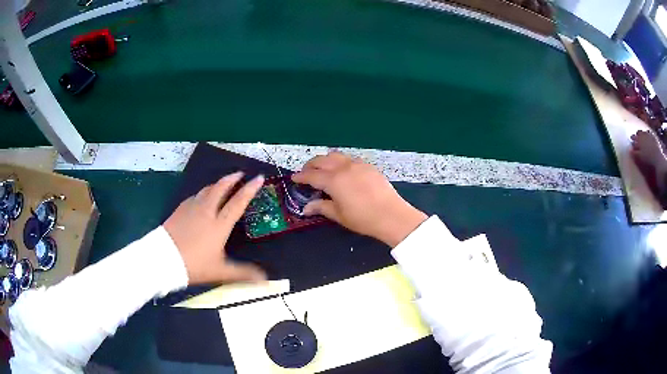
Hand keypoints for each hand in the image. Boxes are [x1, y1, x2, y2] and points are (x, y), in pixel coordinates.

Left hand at [164, 172, 266, 284]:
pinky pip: (195, 196)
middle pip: (220, 188)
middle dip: (232, 178)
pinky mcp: (180, 210)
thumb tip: (264, 279)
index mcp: (219, 225)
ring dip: (217, 184)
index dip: (249, 189)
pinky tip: (202, 197)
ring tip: (223, 183)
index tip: (258, 177)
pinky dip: (203, 192)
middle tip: (240, 173)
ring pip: (207, 189)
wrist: (164, 259)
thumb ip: (243, 273)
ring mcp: (191, 208)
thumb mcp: (220, 271)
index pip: (237, 202)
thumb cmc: (194, 264)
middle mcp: (206, 211)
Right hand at [292, 152, 426, 246]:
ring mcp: (357, 164)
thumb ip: (321, 207)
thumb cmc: (363, 218)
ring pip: (336, 155)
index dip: (301, 177)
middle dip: (311, 165)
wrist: (392, 215)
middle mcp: (344, 168)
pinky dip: (340, 161)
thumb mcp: (339, 215)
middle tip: (306, 172)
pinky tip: (342, 170)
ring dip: (325, 160)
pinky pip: (350, 159)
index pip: (312, 175)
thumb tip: (306, 207)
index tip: (294, 178)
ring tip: (322, 168)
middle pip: (322, 160)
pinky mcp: (369, 166)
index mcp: (333, 180)